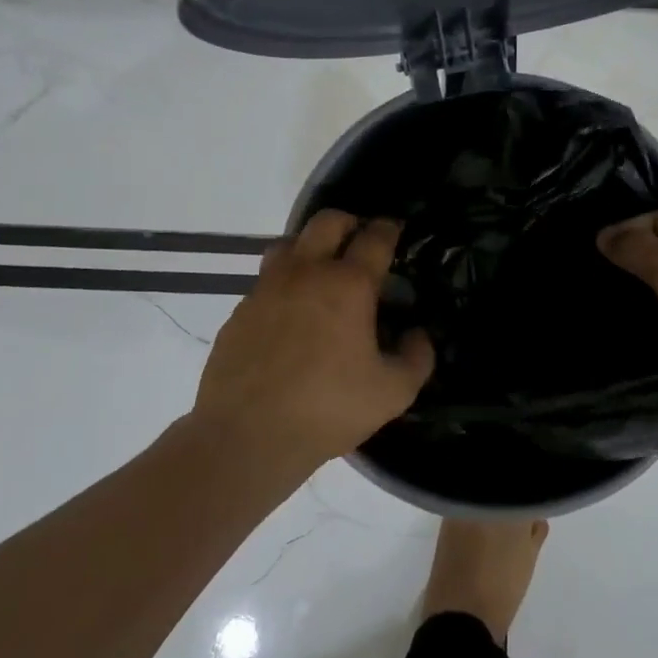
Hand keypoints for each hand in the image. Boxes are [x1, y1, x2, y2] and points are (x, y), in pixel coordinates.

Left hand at [191, 210, 434, 470]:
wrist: (247, 435)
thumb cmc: (329, 409)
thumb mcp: (393, 392)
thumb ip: (417, 358)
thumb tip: (418, 335)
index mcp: (348, 285)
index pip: (374, 238)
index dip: (389, 228)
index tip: (395, 229)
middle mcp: (305, 273)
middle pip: (326, 222)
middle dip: (349, 222)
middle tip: (360, 241)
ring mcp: (267, 289)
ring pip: (288, 244)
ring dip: (309, 246)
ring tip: (321, 271)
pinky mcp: (240, 311)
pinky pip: (265, 281)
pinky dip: (284, 284)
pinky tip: (290, 314)